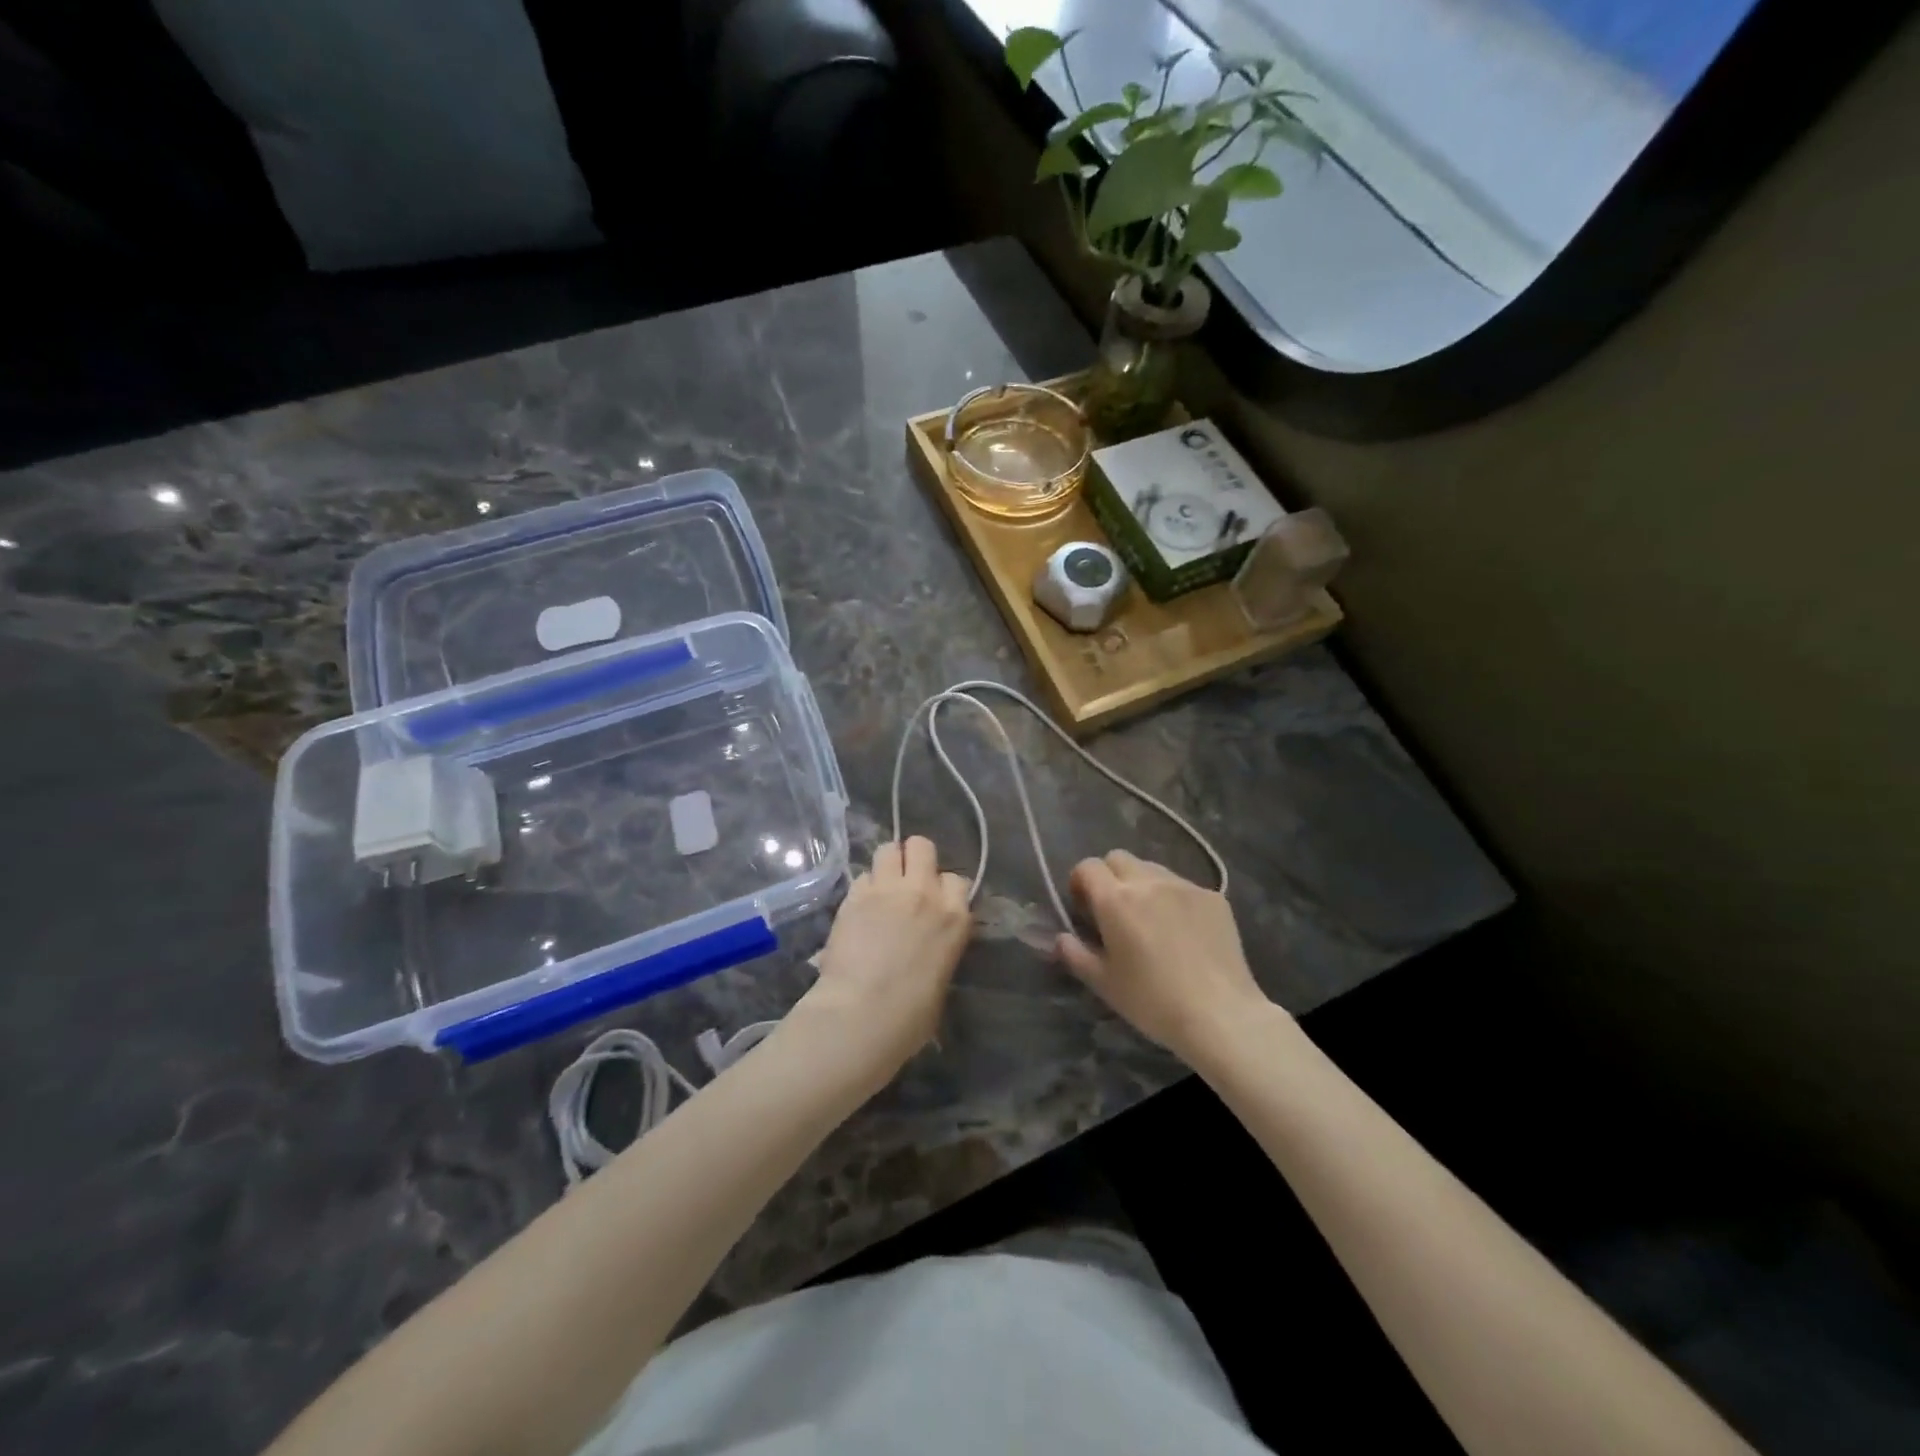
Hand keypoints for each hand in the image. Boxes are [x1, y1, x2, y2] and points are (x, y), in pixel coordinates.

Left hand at [794, 837, 971, 1082]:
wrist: (862, 1015)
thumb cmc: (911, 1015)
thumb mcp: (942, 976)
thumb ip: (940, 945)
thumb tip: (927, 944)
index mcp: (954, 916)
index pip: (957, 879)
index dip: (944, 888)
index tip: (935, 902)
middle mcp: (924, 892)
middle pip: (922, 846)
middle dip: (915, 858)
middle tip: (906, 881)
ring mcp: (886, 890)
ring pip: (888, 849)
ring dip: (887, 864)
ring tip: (881, 886)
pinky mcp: (854, 896)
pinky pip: (862, 875)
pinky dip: (863, 887)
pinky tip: (859, 907)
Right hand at [1057, 850, 1277, 1064]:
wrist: (1220, 1014)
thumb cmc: (1153, 1002)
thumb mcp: (1104, 984)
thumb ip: (1075, 954)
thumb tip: (1060, 938)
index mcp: (1116, 899)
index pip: (1087, 867)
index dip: (1080, 883)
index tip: (1084, 909)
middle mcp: (1148, 881)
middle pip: (1118, 858)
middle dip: (1109, 877)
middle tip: (1114, 912)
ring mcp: (1185, 886)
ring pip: (1152, 869)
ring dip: (1142, 885)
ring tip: (1151, 920)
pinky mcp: (1213, 897)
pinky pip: (1183, 886)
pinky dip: (1174, 899)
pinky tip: (1184, 933)